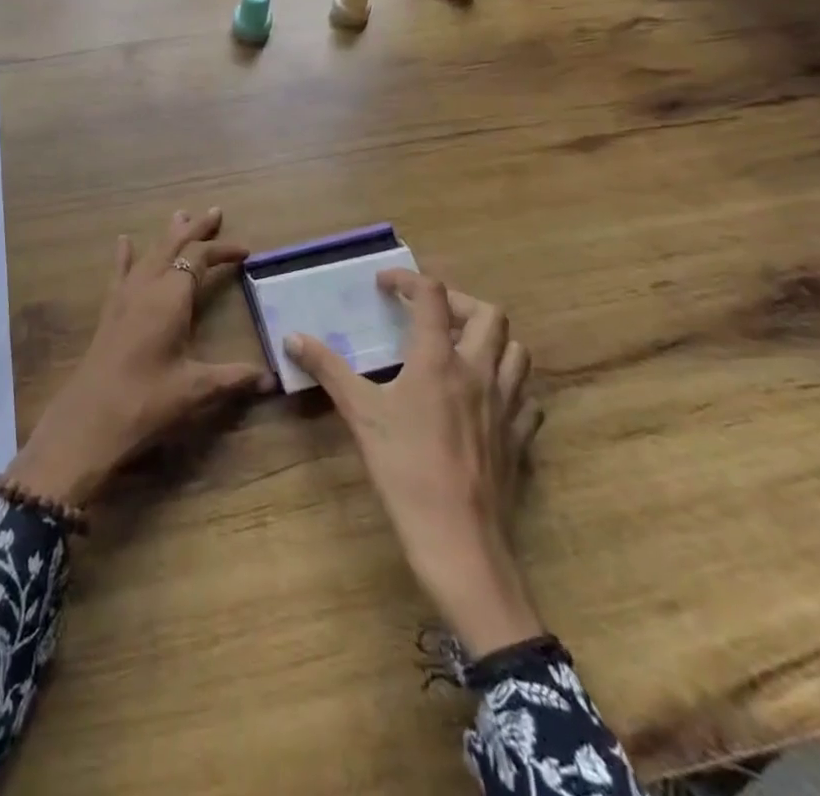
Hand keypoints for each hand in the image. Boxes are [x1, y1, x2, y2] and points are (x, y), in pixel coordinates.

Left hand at [5, 208, 273, 507]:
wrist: (89, 420)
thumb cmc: (146, 401)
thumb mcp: (196, 390)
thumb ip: (234, 378)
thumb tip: (271, 378)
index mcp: (171, 299)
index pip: (199, 259)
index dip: (222, 250)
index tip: (245, 252)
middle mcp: (147, 288)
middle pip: (173, 246)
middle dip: (195, 229)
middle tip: (214, 212)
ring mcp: (124, 297)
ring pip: (149, 254)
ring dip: (167, 235)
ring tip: (179, 215)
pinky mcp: (110, 311)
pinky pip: (119, 273)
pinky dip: (125, 255)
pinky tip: (123, 241)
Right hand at [288, 270, 545, 655]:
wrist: (458, 540)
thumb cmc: (405, 469)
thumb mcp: (360, 414)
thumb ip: (328, 369)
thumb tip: (292, 338)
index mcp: (439, 359)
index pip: (433, 296)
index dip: (409, 280)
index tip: (386, 284)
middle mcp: (479, 371)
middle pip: (489, 314)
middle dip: (459, 303)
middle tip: (430, 314)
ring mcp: (507, 404)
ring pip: (517, 351)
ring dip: (491, 338)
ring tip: (462, 347)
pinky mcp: (520, 437)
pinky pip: (527, 397)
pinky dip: (510, 384)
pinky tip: (489, 396)